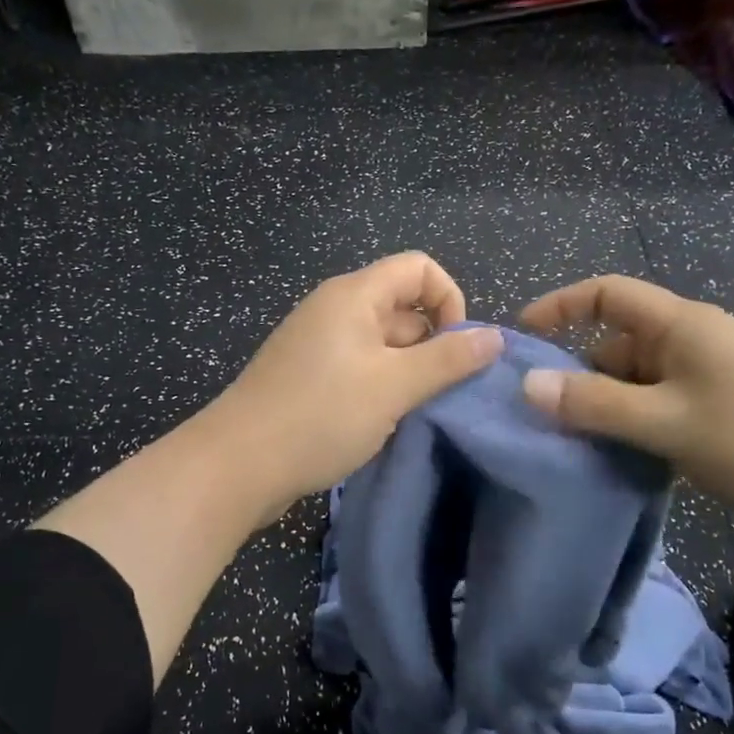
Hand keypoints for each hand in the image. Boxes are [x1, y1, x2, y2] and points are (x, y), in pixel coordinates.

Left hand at [208, 253, 503, 519]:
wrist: (238, 465)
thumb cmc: (321, 415)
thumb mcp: (394, 386)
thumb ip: (448, 359)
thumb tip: (495, 337)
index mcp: (354, 295)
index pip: (419, 268)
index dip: (449, 300)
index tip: (456, 349)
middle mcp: (335, 309)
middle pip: (403, 306)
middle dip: (432, 344)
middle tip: (440, 393)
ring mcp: (318, 343)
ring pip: (383, 343)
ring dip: (408, 372)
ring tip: (411, 412)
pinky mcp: (308, 375)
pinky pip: (360, 367)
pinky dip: (380, 387)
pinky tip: (381, 422)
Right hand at [519, 276, 733, 536]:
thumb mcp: (668, 421)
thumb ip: (595, 405)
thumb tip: (528, 386)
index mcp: (680, 326)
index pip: (606, 294)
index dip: (560, 306)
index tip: (521, 337)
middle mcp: (695, 344)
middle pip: (618, 347)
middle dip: (579, 377)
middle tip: (542, 420)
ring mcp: (715, 381)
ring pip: (642, 387)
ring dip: (610, 413)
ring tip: (576, 451)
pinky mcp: (731, 417)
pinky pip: (667, 414)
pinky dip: (641, 433)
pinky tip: (627, 468)